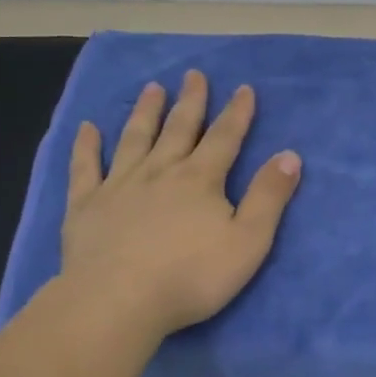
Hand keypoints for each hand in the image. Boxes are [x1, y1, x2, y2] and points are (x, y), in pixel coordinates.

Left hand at [55, 70, 301, 344]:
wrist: (117, 302)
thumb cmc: (190, 276)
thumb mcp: (248, 241)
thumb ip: (269, 197)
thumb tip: (289, 155)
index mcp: (200, 180)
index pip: (224, 138)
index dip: (237, 113)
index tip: (243, 88)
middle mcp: (160, 171)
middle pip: (179, 129)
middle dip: (190, 101)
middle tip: (193, 74)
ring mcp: (119, 185)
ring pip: (135, 139)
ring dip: (145, 112)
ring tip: (151, 88)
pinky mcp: (86, 205)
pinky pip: (85, 168)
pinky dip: (86, 146)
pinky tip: (86, 128)